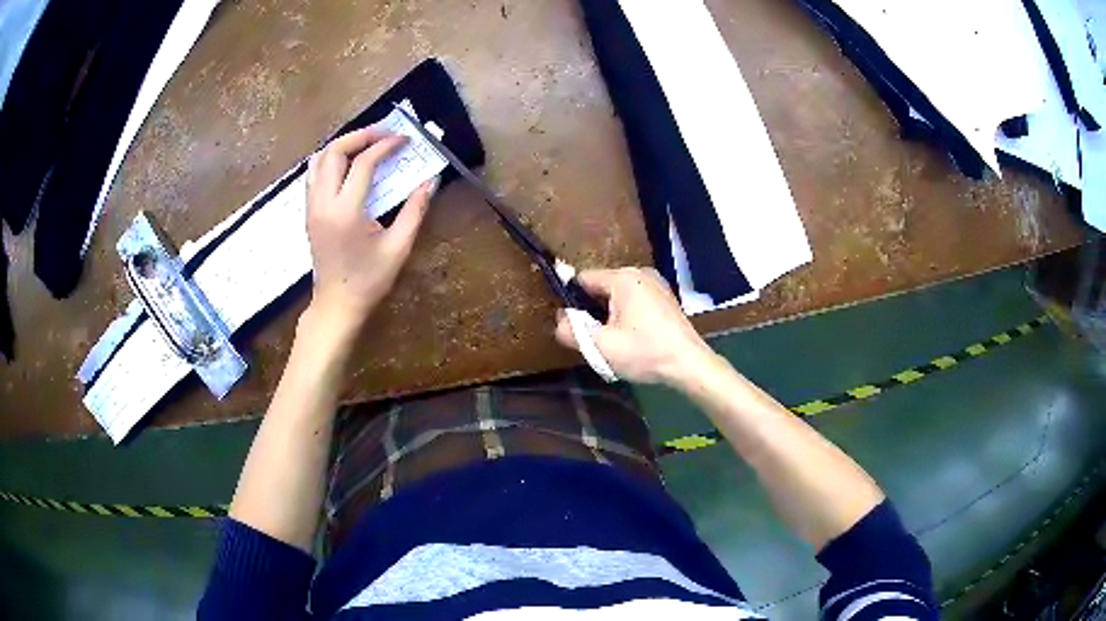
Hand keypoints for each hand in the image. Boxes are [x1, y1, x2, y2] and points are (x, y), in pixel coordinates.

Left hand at [305, 127, 436, 332]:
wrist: (336, 306)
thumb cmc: (369, 281)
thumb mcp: (398, 247)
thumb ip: (415, 211)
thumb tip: (430, 180)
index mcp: (345, 212)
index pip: (363, 163)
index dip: (386, 145)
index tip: (405, 140)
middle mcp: (323, 203)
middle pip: (333, 152)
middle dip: (360, 136)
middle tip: (385, 134)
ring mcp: (311, 207)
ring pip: (318, 160)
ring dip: (342, 145)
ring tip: (366, 143)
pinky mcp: (309, 213)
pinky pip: (313, 174)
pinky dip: (330, 160)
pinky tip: (348, 164)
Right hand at [555, 267, 714, 385]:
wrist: (689, 365)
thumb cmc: (645, 353)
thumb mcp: (601, 346)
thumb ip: (571, 332)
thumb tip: (560, 320)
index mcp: (623, 278)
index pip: (583, 279)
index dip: (572, 301)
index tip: (573, 325)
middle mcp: (639, 273)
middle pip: (601, 288)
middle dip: (593, 311)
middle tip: (597, 339)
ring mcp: (656, 284)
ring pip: (618, 296)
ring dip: (610, 316)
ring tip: (616, 342)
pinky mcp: (665, 298)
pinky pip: (635, 301)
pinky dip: (628, 316)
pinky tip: (634, 339)